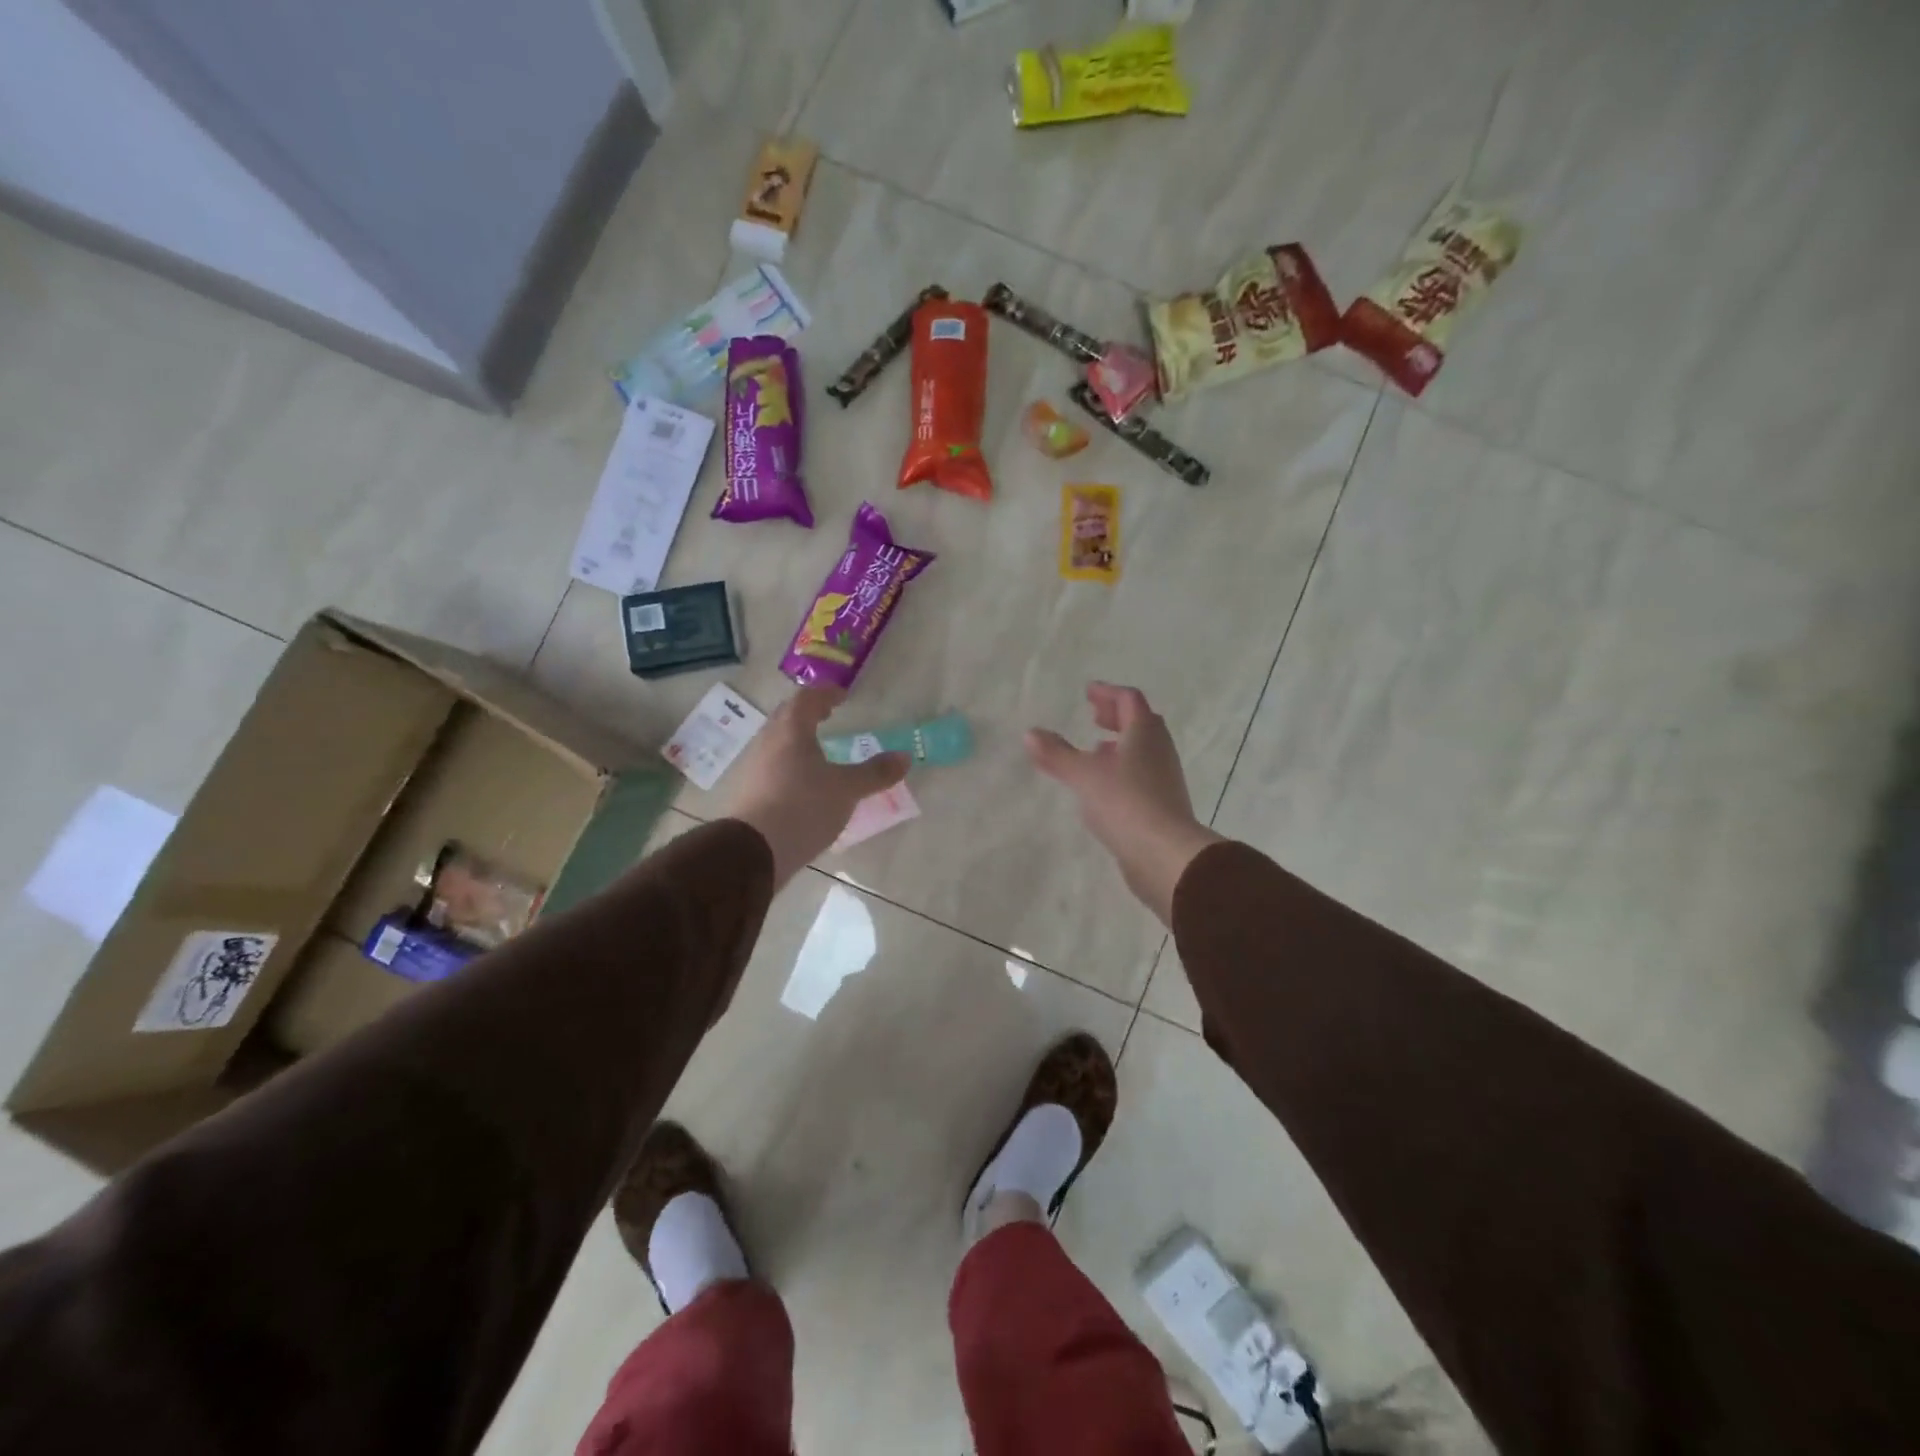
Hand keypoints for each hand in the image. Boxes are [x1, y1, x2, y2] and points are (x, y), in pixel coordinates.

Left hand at [723, 688, 909, 887]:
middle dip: (808, 713)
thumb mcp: (847, 789)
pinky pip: (772, 767)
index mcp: (791, 731)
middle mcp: (768, 742)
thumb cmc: (803, 807)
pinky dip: (789, 765)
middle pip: (787, 717)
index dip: (826, 693)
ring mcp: (754, 768)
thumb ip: (875, 773)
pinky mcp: (749, 793)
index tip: (842, 696)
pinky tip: (803, 783)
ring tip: (818, 751)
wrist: (753, 851)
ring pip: (777, 743)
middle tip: (828, 716)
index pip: (807, 699)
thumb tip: (904, 758)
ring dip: (797, 740)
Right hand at [1026, 683, 1222, 925]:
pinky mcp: (1163, 804)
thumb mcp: (1083, 775)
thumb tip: (1030, 733)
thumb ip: (1056, 754)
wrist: (1164, 854)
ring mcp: (1165, 778)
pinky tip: (1105, 786)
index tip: (1088, 692)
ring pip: (1143, 750)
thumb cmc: (1124, 802)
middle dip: (1116, 716)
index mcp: (1144, 733)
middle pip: (1141, 723)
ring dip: (1121, 744)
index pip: (1129, 700)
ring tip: (1097, 749)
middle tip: (1094, 716)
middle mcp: (1159, 750)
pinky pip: (1142, 775)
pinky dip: (1124, 769)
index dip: (1108, 693)